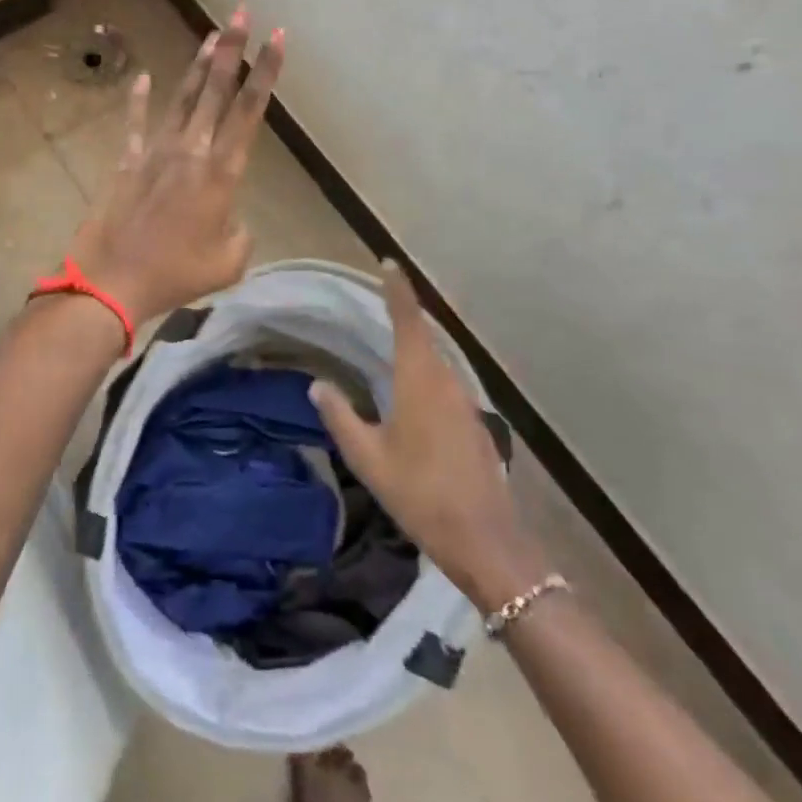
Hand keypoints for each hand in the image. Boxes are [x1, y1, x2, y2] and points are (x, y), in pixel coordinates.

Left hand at [67, 6, 285, 325]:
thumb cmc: (176, 275)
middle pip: (215, 90)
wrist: (114, 280)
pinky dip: (139, 100)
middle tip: (241, 12)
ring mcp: (155, 152)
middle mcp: (191, 151)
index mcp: (221, 173)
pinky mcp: (127, 162)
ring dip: (198, 66)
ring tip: (211, 35)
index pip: (250, 111)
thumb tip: (230, 220)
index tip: (278, 37)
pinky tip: (144, 77)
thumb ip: (239, 234)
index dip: (266, 72)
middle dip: (232, 49)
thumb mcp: (228, 262)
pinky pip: (135, 124)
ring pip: (181, 99)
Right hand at [310, 261, 547, 610]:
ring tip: (389, 343)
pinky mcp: (474, 422)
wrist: (483, 538)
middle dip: (404, 315)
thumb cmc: (419, 493)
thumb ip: (340, 416)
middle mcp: (447, 381)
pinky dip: (426, 374)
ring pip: (437, 361)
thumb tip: (318, 385)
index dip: (398, 290)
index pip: (408, 321)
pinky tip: (411, 393)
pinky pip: (445, 383)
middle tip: (380, 301)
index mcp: (419, 380)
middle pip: (425, 337)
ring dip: (415, 347)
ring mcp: (466, 402)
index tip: (389, 263)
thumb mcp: (367, 457)